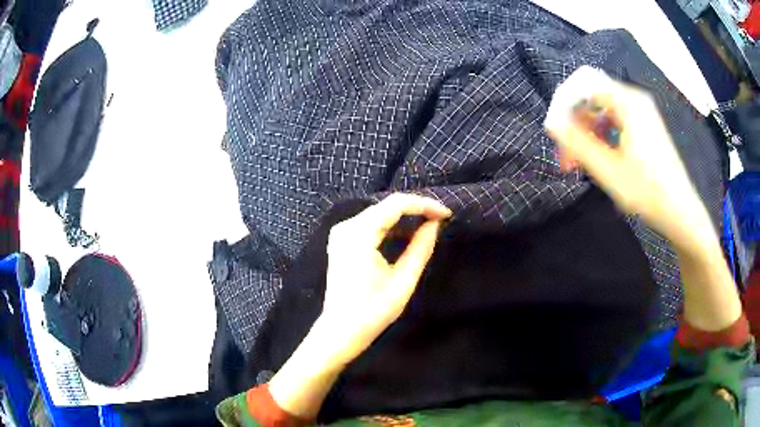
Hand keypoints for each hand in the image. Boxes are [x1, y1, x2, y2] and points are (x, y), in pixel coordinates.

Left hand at [269, 193, 449, 418]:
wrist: (340, 331)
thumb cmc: (373, 311)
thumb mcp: (403, 280)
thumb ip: (421, 248)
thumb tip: (435, 225)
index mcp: (359, 233)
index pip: (396, 204)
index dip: (424, 205)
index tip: (447, 214)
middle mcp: (346, 226)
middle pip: (387, 206)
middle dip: (416, 209)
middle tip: (441, 219)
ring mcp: (341, 233)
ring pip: (379, 214)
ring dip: (404, 218)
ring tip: (430, 225)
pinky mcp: (341, 242)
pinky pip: (370, 225)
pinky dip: (390, 227)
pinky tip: (407, 235)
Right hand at [544, 67, 715, 250]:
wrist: (681, 212)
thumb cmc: (647, 191)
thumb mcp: (608, 170)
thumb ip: (577, 143)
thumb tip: (552, 122)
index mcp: (628, 102)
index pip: (584, 85)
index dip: (564, 105)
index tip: (554, 132)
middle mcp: (635, 99)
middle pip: (593, 98)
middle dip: (575, 124)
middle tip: (566, 157)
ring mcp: (642, 113)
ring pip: (603, 112)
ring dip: (587, 133)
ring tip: (580, 163)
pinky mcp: (645, 126)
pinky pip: (615, 122)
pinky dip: (602, 137)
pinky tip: (600, 159)